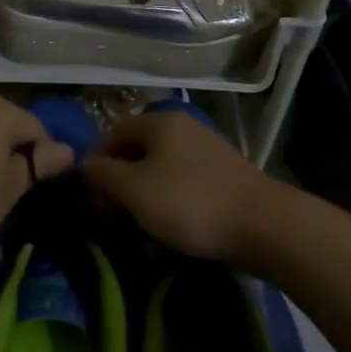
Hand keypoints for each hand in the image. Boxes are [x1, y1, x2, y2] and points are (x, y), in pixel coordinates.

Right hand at [83, 110, 274, 262]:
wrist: (264, 226)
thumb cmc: (190, 203)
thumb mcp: (135, 189)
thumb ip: (103, 174)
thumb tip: (85, 165)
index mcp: (159, 122)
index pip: (112, 133)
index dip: (96, 164)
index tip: (92, 200)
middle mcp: (182, 127)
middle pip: (137, 151)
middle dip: (120, 183)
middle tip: (113, 218)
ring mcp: (207, 150)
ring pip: (161, 169)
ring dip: (145, 197)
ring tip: (140, 229)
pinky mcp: (224, 176)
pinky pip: (184, 183)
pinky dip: (171, 202)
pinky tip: (173, 229)